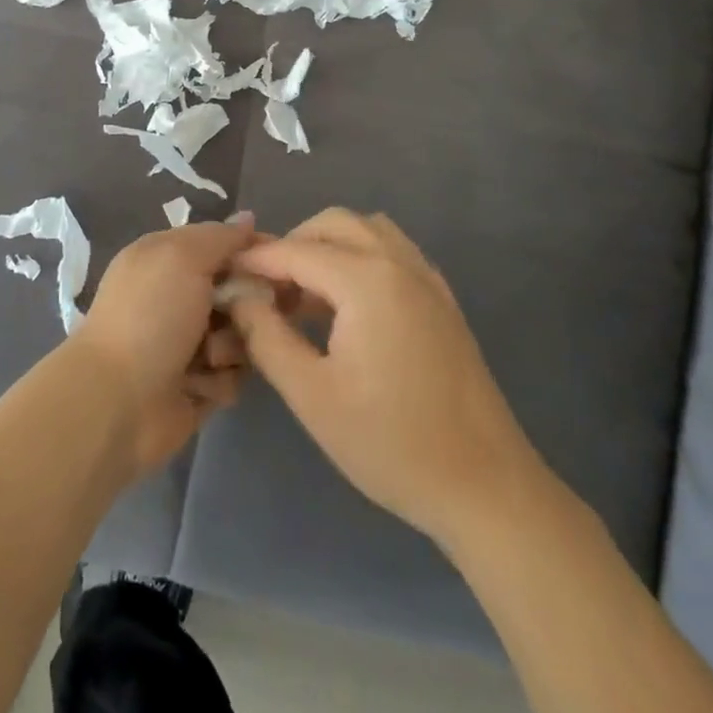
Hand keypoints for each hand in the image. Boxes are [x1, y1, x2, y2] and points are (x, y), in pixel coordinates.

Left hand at [69, 215, 259, 474]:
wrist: (117, 401)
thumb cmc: (149, 316)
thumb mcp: (182, 258)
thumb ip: (220, 237)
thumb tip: (248, 218)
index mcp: (168, 257)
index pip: (223, 243)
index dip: (254, 251)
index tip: (282, 263)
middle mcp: (179, 295)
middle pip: (240, 290)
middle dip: (248, 305)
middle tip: (244, 316)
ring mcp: (188, 341)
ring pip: (241, 335)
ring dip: (231, 347)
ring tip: (209, 358)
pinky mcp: (197, 384)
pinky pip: (232, 376)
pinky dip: (219, 380)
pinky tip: (197, 385)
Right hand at [226, 209, 543, 547]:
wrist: (486, 488)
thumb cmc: (391, 443)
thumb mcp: (311, 395)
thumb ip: (266, 336)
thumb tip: (240, 296)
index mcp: (366, 279)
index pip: (296, 251)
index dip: (256, 260)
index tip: (226, 274)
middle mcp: (398, 262)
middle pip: (333, 224)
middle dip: (293, 245)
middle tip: (267, 288)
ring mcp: (426, 278)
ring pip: (367, 230)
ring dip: (329, 246)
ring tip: (305, 293)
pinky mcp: (442, 299)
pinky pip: (393, 251)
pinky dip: (360, 257)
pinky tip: (348, 305)